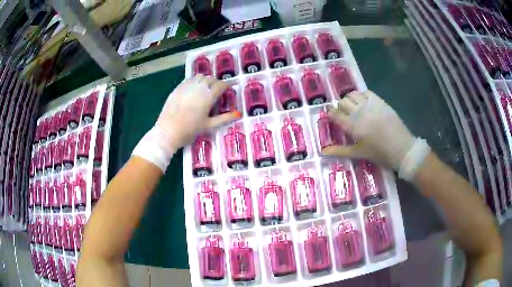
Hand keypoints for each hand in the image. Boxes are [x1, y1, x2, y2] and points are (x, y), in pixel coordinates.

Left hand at [133, 74, 240, 170]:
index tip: (227, 90)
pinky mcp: (177, 88)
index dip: (226, 86)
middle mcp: (198, 87)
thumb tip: (238, 114)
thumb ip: (224, 118)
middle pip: (210, 78)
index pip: (221, 85)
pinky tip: (193, 90)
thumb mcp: (209, 125)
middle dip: (215, 83)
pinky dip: (194, 81)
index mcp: (208, 96)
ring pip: (200, 76)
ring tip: (204, 89)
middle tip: (216, 92)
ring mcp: (186, 86)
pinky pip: (189, 79)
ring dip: (205, 80)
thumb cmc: (190, 130)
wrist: (167, 131)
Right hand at [322, 90, 414, 170]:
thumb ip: (339, 150)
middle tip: (345, 115)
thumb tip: (322, 151)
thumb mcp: (358, 153)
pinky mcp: (380, 102)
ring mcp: (370, 105)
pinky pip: (367, 92)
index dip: (331, 113)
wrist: (402, 149)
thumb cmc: (379, 154)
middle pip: (343, 102)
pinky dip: (362, 96)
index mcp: (352, 126)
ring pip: (353, 94)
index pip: (335, 114)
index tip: (332, 116)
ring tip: (355, 107)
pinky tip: (365, 104)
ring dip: (351, 99)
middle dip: (341, 107)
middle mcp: (359, 112)